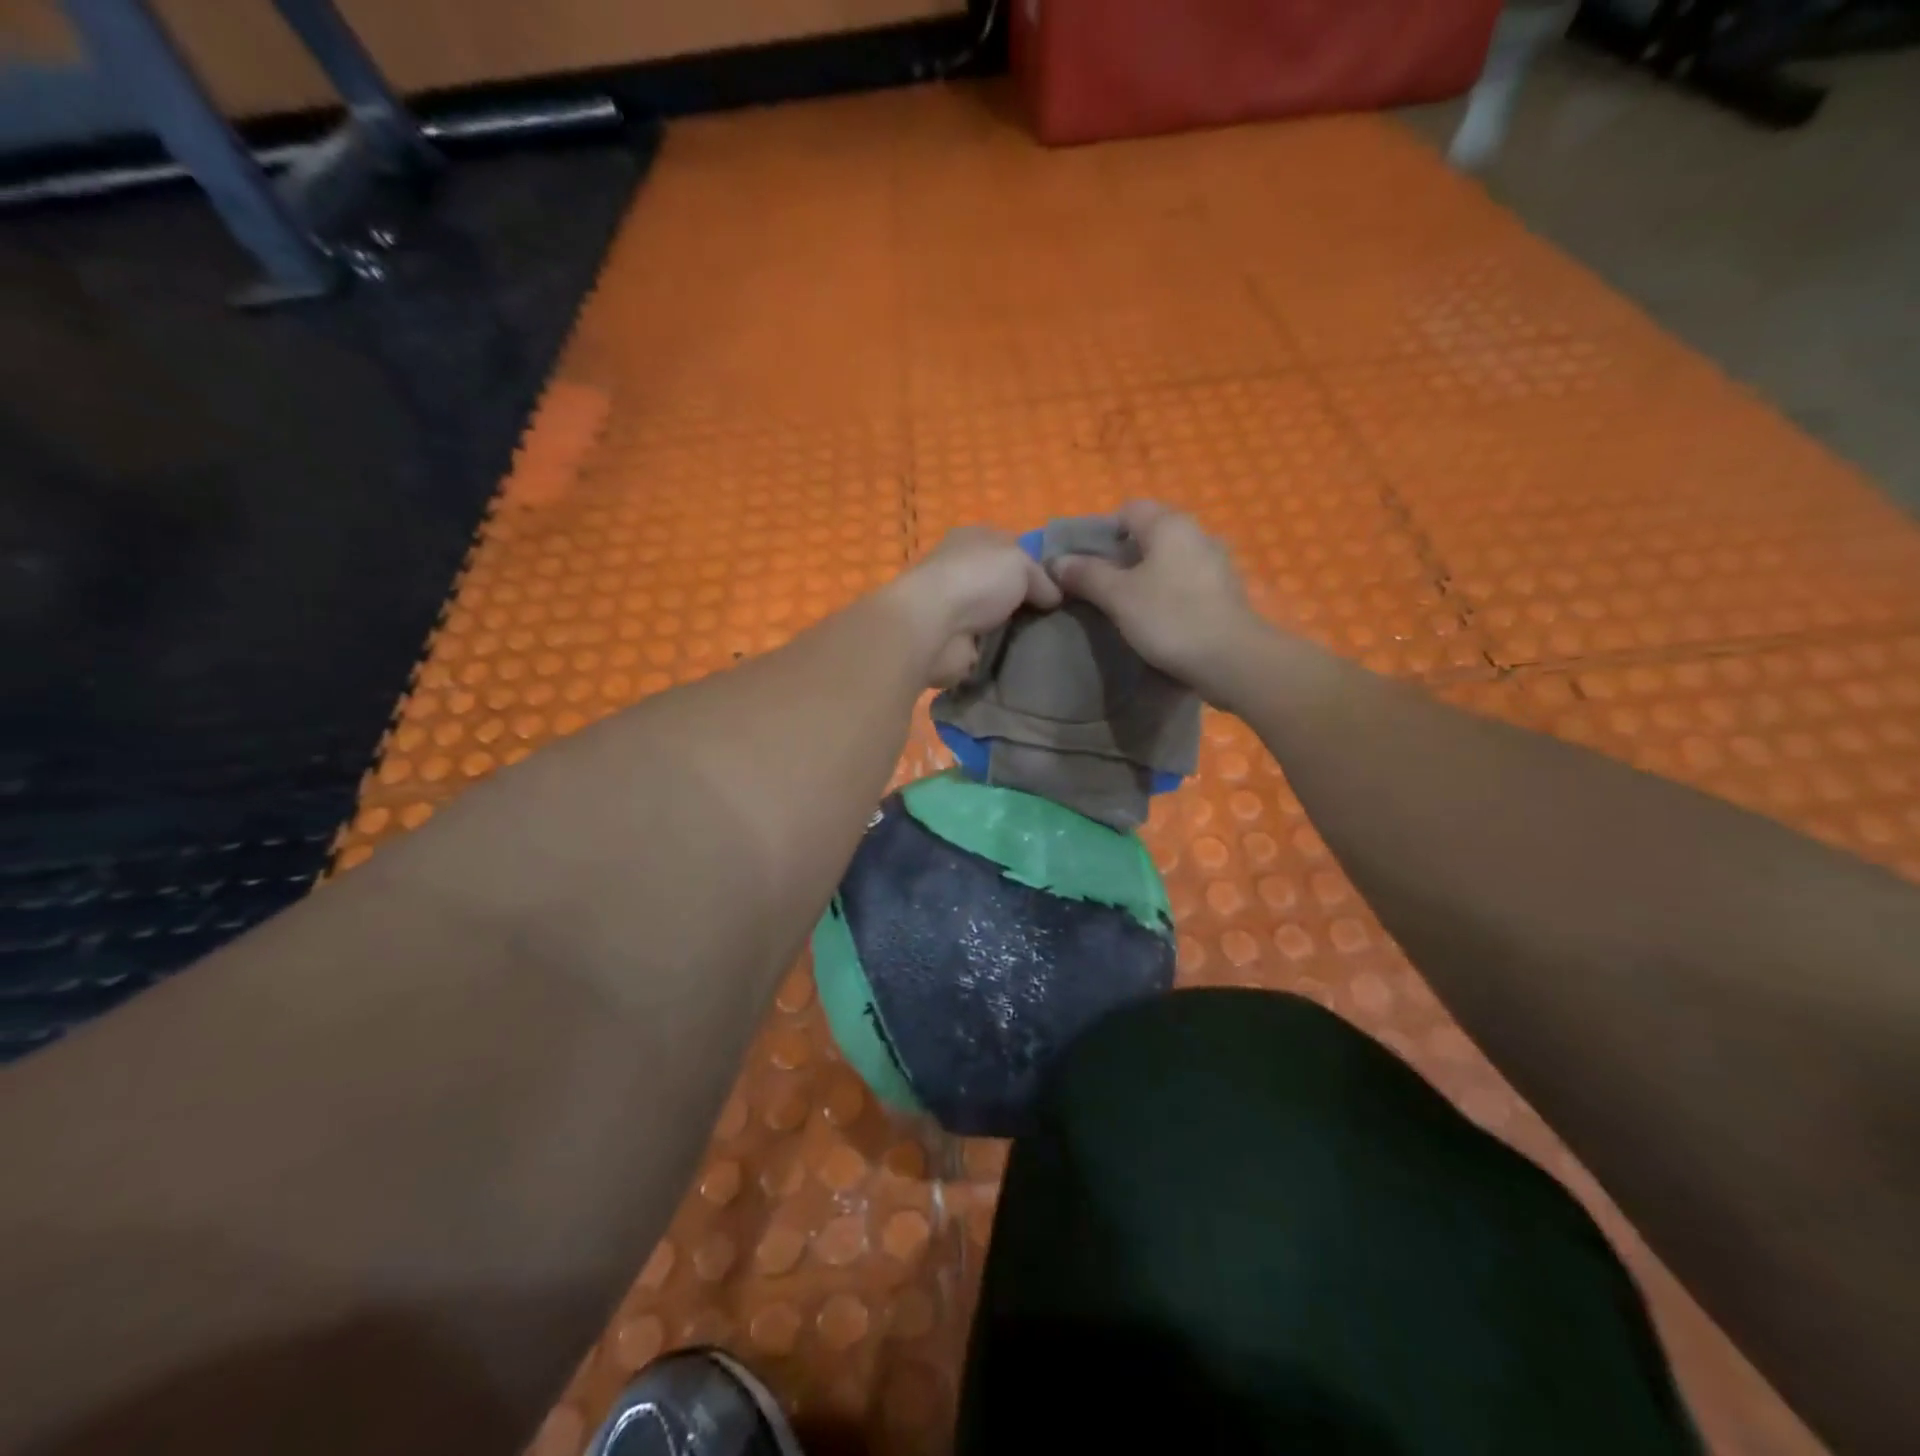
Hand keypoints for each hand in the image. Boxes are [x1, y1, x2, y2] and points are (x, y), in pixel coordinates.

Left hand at [891, 527, 1062, 685]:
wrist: (932, 628)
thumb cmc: (974, 580)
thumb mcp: (1020, 563)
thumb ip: (1043, 578)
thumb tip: (1054, 598)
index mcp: (973, 540)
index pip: (1011, 548)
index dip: (1037, 565)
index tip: (1064, 586)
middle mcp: (962, 572)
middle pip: (1006, 587)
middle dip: (1031, 603)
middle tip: (1064, 619)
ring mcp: (956, 611)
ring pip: (999, 620)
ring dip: (1019, 631)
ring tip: (1053, 641)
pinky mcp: (955, 645)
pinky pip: (990, 649)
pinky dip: (1005, 655)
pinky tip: (1030, 659)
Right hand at [1051, 501, 1265, 702]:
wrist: (1231, 659)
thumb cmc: (1170, 617)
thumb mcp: (1118, 596)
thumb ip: (1086, 574)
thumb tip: (1057, 562)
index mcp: (1170, 524)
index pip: (1129, 509)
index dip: (1102, 531)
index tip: (1085, 561)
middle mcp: (1197, 533)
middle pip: (1150, 533)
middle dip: (1122, 554)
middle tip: (1099, 584)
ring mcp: (1216, 562)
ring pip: (1170, 558)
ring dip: (1146, 574)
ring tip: (1125, 604)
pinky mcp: (1225, 592)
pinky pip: (1186, 580)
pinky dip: (1168, 591)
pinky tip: (1157, 617)